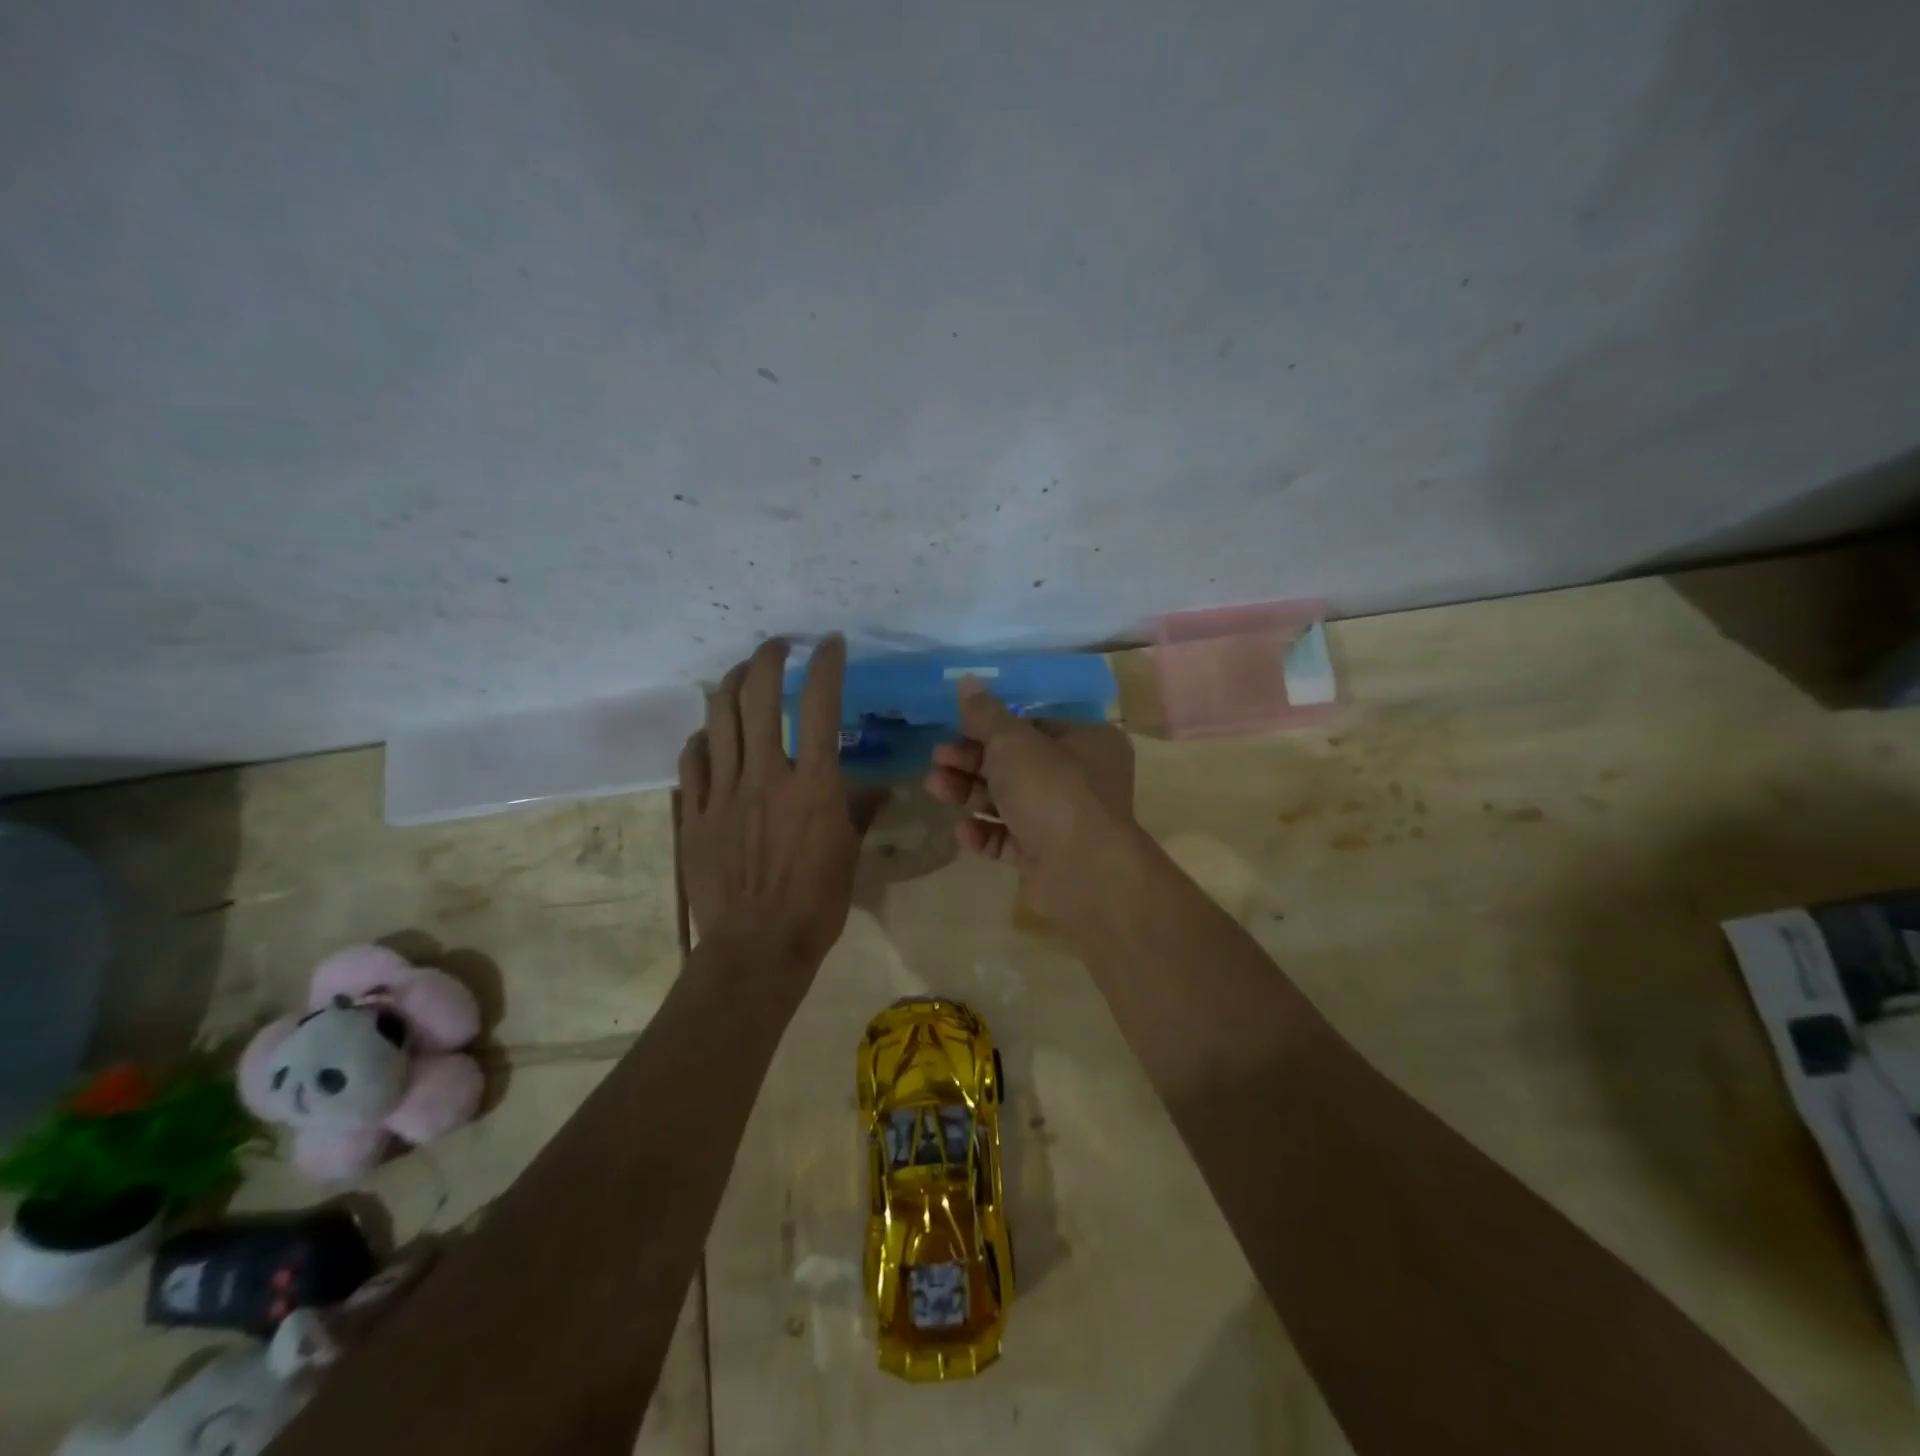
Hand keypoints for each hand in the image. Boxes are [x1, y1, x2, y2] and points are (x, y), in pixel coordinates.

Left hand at [679, 636, 868, 980]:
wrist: (757, 945)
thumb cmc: (816, 902)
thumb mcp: (849, 853)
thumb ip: (860, 811)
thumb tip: (880, 789)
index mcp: (814, 785)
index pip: (821, 706)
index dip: (826, 665)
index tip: (830, 643)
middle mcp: (768, 775)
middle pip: (759, 697)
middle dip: (768, 658)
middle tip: (776, 646)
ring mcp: (725, 791)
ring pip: (720, 718)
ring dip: (731, 684)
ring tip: (741, 673)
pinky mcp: (696, 812)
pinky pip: (693, 760)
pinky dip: (702, 737)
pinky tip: (709, 733)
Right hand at [923, 680, 1136, 918]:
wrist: (1083, 871)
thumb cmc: (1052, 790)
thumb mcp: (1013, 742)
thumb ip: (985, 714)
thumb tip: (966, 681)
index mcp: (1086, 741)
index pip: (1033, 726)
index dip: (992, 727)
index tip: (956, 729)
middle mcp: (1081, 779)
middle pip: (1017, 764)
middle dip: (972, 761)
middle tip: (938, 759)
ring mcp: (1065, 820)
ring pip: (1009, 801)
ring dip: (970, 793)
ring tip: (934, 787)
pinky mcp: (1048, 856)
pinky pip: (1010, 838)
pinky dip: (985, 833)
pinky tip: (962, 831)